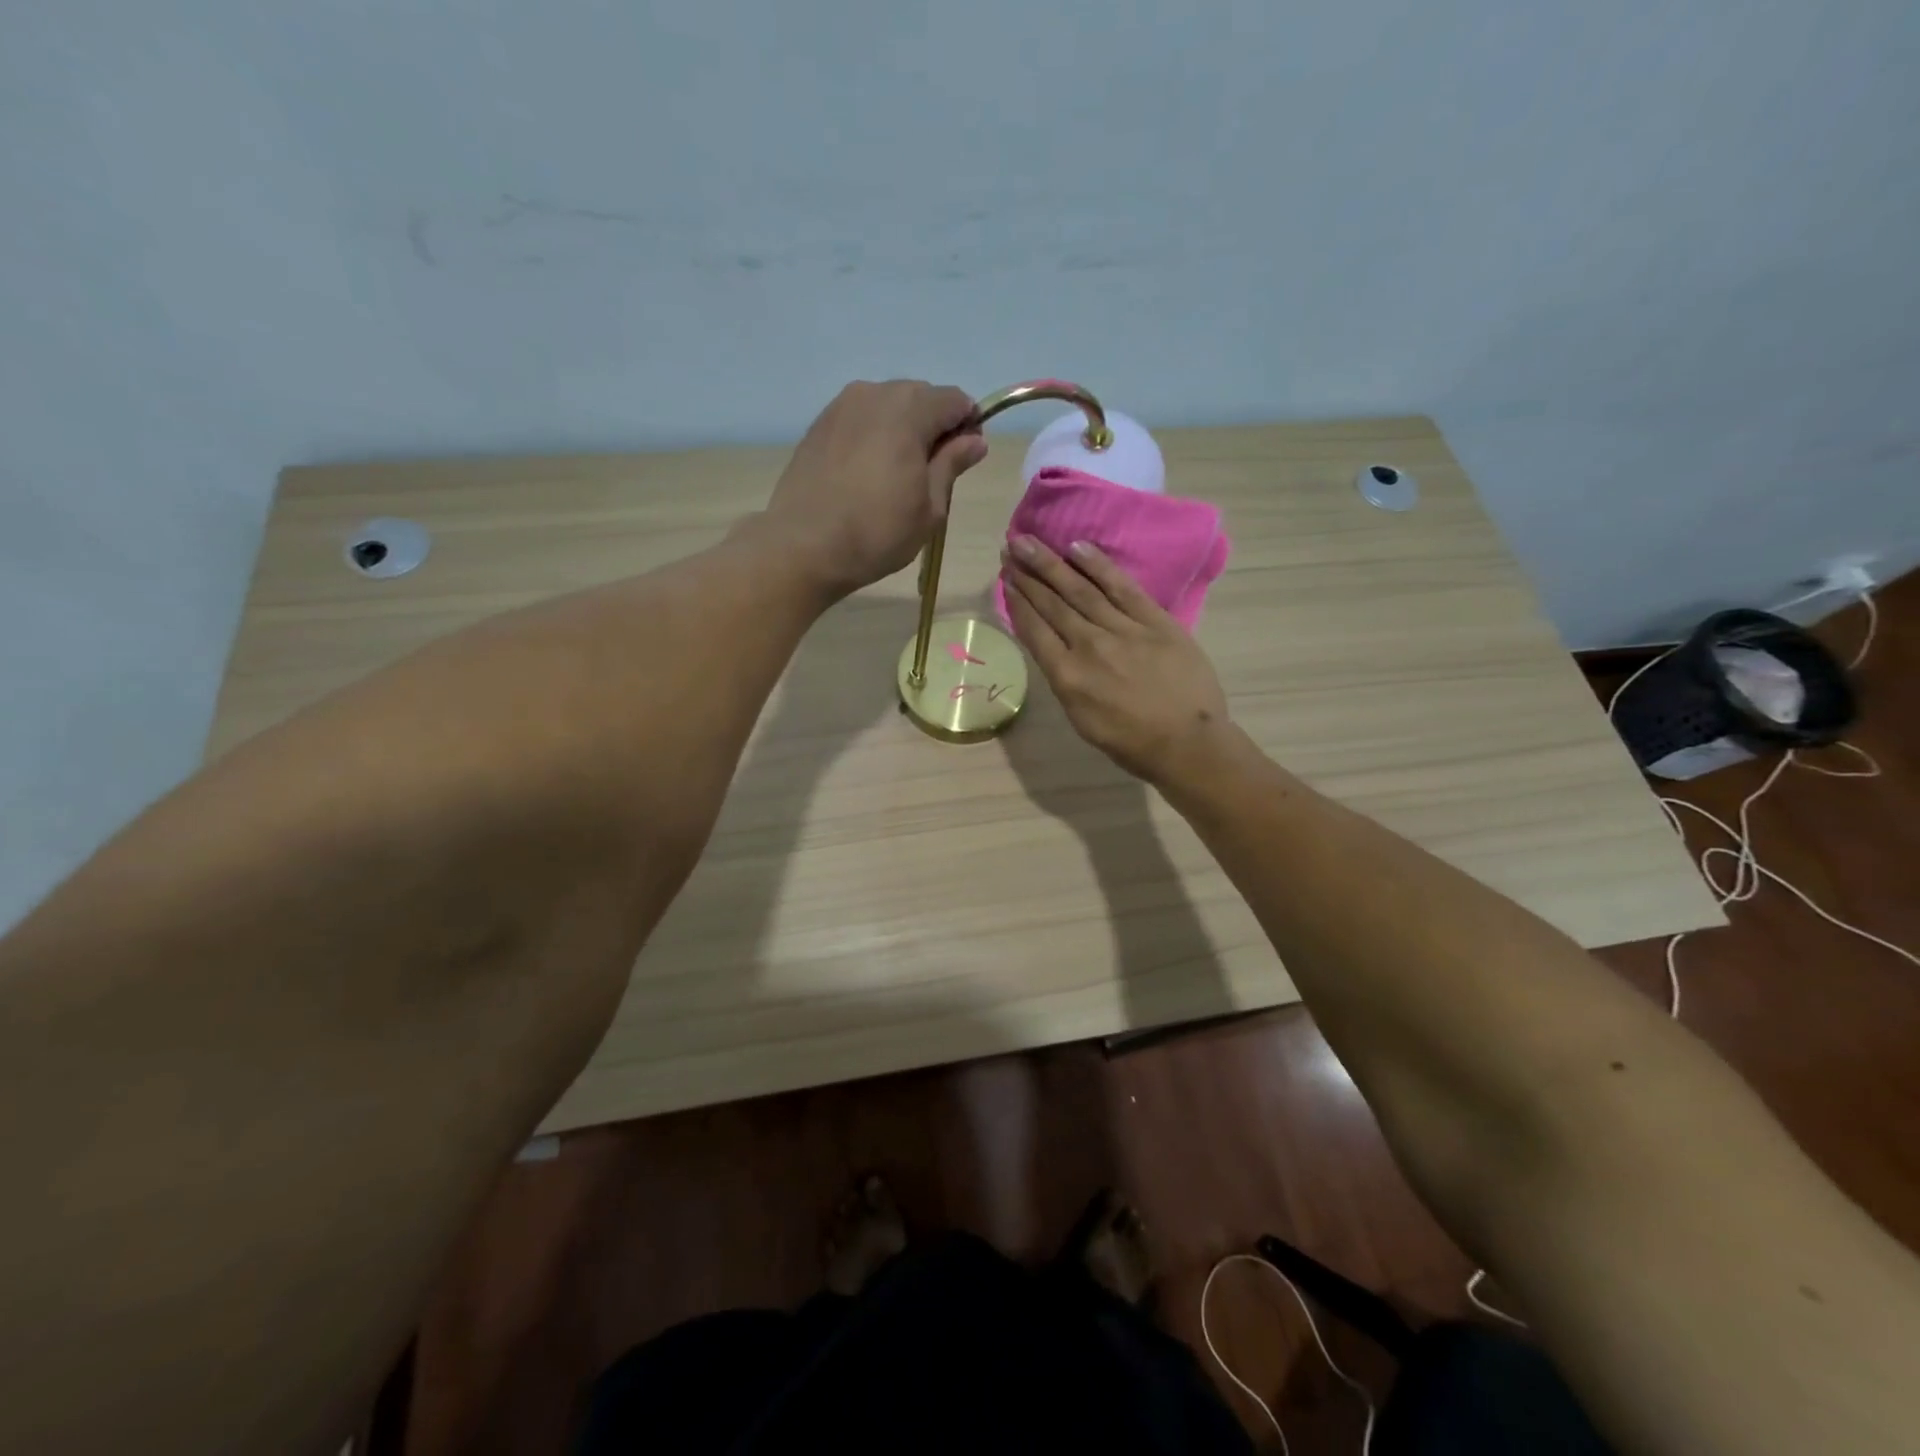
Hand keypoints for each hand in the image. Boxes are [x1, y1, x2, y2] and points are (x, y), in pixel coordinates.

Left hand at [764, 380, 986, 598]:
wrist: (803, 546)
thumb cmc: (877, 532)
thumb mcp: (929, 507)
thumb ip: (952, 464)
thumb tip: (975, 440)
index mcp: (909, 409)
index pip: (955, 400)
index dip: (967, 427)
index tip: (964, 461)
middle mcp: (874, 393)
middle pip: (920, 397)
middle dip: (933, 426)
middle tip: (930, 474)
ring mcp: (841, 406)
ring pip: (887, 406)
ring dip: (901, 430)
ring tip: (895, 476)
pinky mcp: (818, 425)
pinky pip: (859, 420)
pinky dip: (872, 437)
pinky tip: (866, 474)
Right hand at [1002, 536, 1230, 783]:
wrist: (1187, 742)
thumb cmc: (1131, 742)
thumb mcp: (1081, 719)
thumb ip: (1064, 681)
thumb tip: (1054, 651)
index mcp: (1066, 676)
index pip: (1034, 629)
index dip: (1017, 602)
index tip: (1004, 579)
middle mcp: (1088, 645)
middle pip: (1052, 604)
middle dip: (1028, 575)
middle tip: (1010, 548)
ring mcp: (1122, 629)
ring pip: (1080, 590)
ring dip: (1052, 564)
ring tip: (1030, 542)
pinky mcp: (1154, 620)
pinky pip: (1121, 587)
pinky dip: (1098, 566)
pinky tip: (1078, 548)